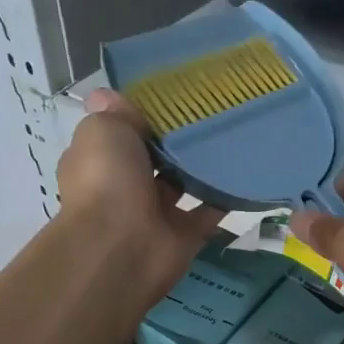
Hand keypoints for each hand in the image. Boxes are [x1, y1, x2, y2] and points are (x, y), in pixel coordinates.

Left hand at [57, 89, 221, 296]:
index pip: (119, 134)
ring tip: (232, 137)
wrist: (121, 247)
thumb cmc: (106, 180)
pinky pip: (209, 211)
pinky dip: (225, 196)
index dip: (139, 117)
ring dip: (202, 167)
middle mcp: (125, 187)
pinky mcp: (185, 235)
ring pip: (183, 184)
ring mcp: (155, 213)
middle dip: (175, 141)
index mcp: (99, 161)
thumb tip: (111, 97)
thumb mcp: (103, 130)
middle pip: (154, 159)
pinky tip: (244, 172)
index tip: (170, 97)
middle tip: (210, 112)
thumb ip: (115, 115)